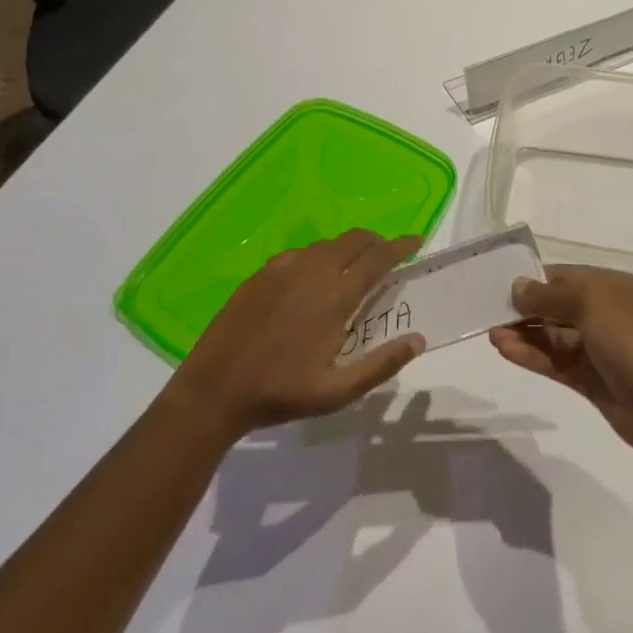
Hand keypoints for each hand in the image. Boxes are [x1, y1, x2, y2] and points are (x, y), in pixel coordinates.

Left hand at [167, 230, 426, 438]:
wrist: (215, 388)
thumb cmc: (281, 392)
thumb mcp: (337, 392)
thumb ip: (381, 365)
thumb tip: (417, 340)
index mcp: (336, 295)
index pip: (378, 258)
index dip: (401, 246)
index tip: (417, 241)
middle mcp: (313, 270)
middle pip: (355, 239)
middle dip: (376, 242)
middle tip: (387, 257)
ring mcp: (284, 267)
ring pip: (327, 245)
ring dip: (348, 250)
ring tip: (351, 271)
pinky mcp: (262, 272)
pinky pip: (301, 254)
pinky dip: (319, 258)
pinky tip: (312, 282)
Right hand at [490, 264, 632, 454]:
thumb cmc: (630, 342)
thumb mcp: (590, 304)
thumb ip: (549, 294)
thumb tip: (517, 286)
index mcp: (608, 287)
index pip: (562, 276)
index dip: (532, 281)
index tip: (498, 287)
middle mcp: (602, 313)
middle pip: (554, 305)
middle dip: (523, 309)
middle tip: (487, 314)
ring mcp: (595, 348)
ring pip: (551, 336)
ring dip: (523, 334)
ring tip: (492, 336)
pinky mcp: (589, 379)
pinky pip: (554, 361)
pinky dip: (531, 355)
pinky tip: (506, 351)